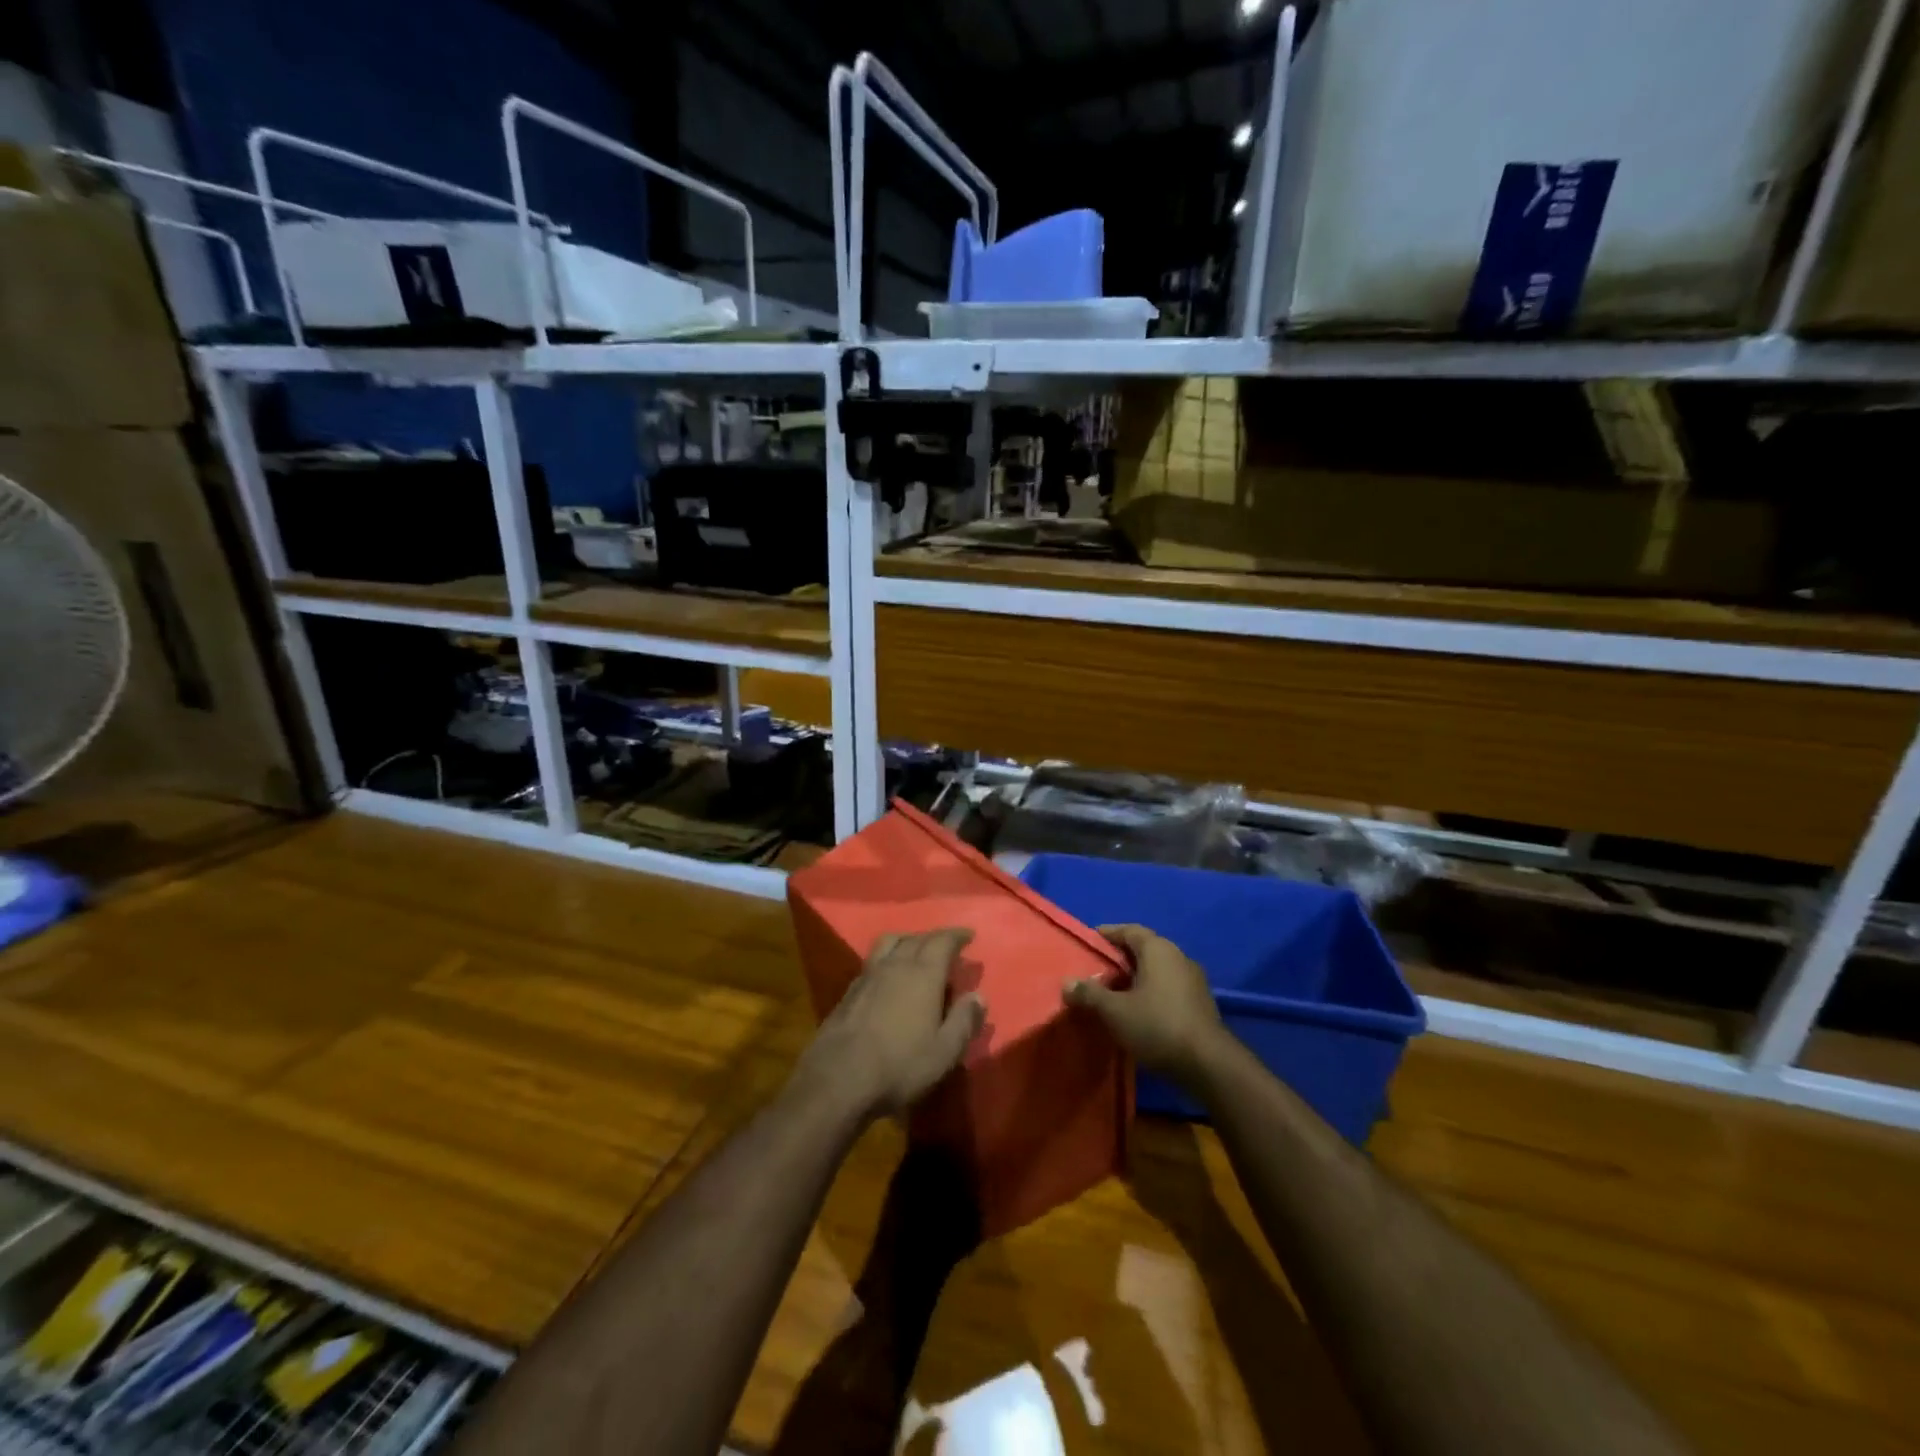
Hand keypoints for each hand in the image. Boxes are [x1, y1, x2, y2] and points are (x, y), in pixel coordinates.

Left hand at [792, 928, 985, 1123]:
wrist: (837, 1079)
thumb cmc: (899, 1066)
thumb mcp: (944, 1052)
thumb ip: (964, 1021)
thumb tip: (978, 996)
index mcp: (922, 974)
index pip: (942, 941)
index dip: (956, 935)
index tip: (968, 934)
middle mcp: (894, 965)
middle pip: (915, 938)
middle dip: (934, 938)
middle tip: (947, 946)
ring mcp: (867, 975)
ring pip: (889, 943)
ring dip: (907, 941)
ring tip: (916, 951)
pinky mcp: (849, 991)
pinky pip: (872, 960)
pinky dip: (887, 958)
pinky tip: (888, 976)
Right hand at [1063, 925, 1228, 1089]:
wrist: (1208, 1064)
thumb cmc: (1157, 1026)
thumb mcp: (1115, 1011)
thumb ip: (1089, 994)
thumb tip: (1067, 983)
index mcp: (1158, 949)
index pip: (1129, 930)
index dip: (1108, 934)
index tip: (1089, 942)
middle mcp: (1178, 957)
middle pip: (1144, 949)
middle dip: (1120, 958)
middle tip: (1097, 970)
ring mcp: (1193, 980)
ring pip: (1157, 970)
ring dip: (1136, 977)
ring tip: (1113, 993)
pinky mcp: (1200, 1003)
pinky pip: (1168, 988)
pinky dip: (1150, 992)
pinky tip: (1137, 1011)